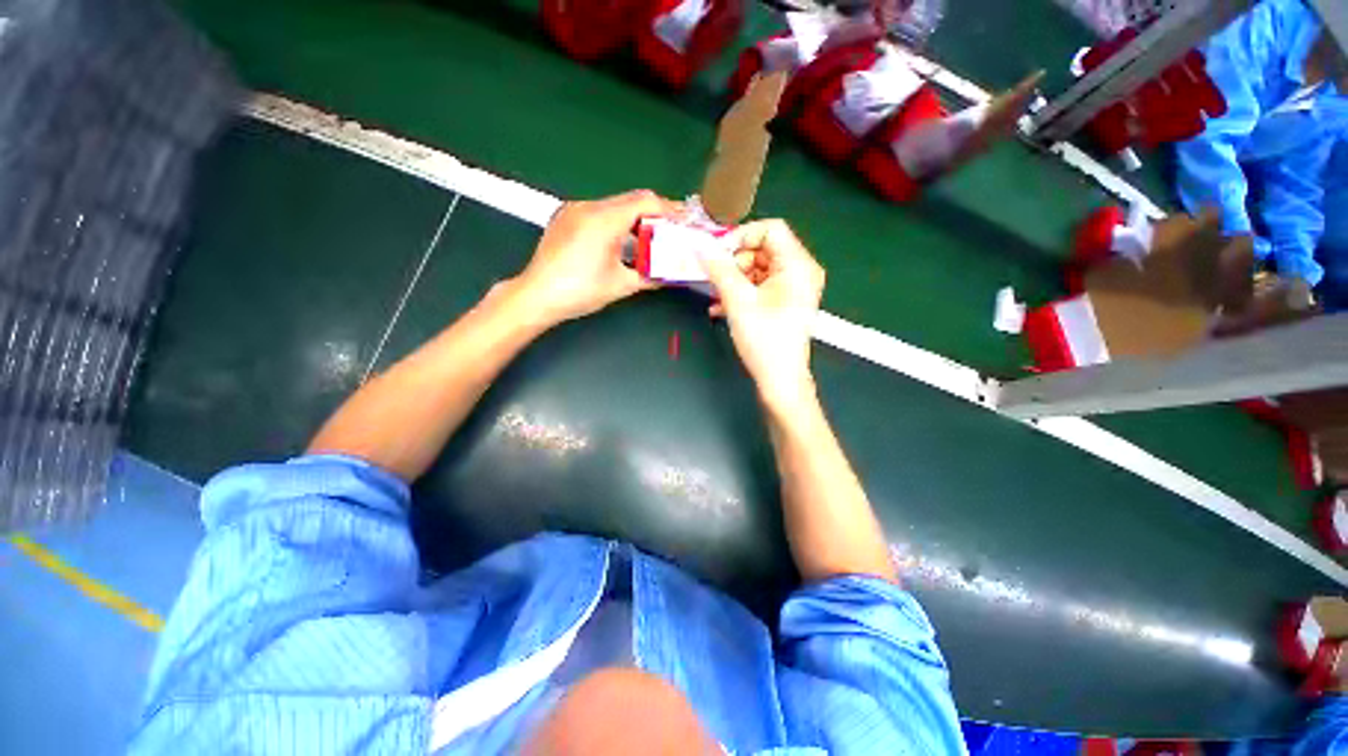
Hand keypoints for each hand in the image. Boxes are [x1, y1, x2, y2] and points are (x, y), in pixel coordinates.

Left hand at [511, 190, 679, 326]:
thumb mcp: (621, 285)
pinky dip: (617, 222)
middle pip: (631, 200)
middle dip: (655, 213)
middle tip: (671, 230)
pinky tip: (622, 242)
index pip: (646, 201)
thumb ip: (649, 276)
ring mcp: (575, 210)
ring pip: (615, 205)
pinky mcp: (566, 218)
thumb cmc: (580, 291)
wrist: (536, 295)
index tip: (684, 221)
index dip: (669, 209)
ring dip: (635, 218)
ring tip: (650, 237)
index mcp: (605, 220)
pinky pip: (599, 213)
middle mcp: (590, 206)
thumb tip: (668, 276)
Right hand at [698, 219, 823, 411]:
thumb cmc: (764, 340)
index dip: (741, 236)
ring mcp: (793, 288)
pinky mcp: (784, 302)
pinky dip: (741, 292)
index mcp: (798, 265)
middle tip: (716, 279)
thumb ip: (719, 269)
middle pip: (763, 249)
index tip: (717, 254)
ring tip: (716, 296)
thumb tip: (701, 246)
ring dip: (734, 279)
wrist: (780, 380)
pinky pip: (760, 286)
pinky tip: (720, 307)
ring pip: (758, 269)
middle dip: (735, 262)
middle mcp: (800, 271)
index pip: (770, 229)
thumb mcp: (738, 301)